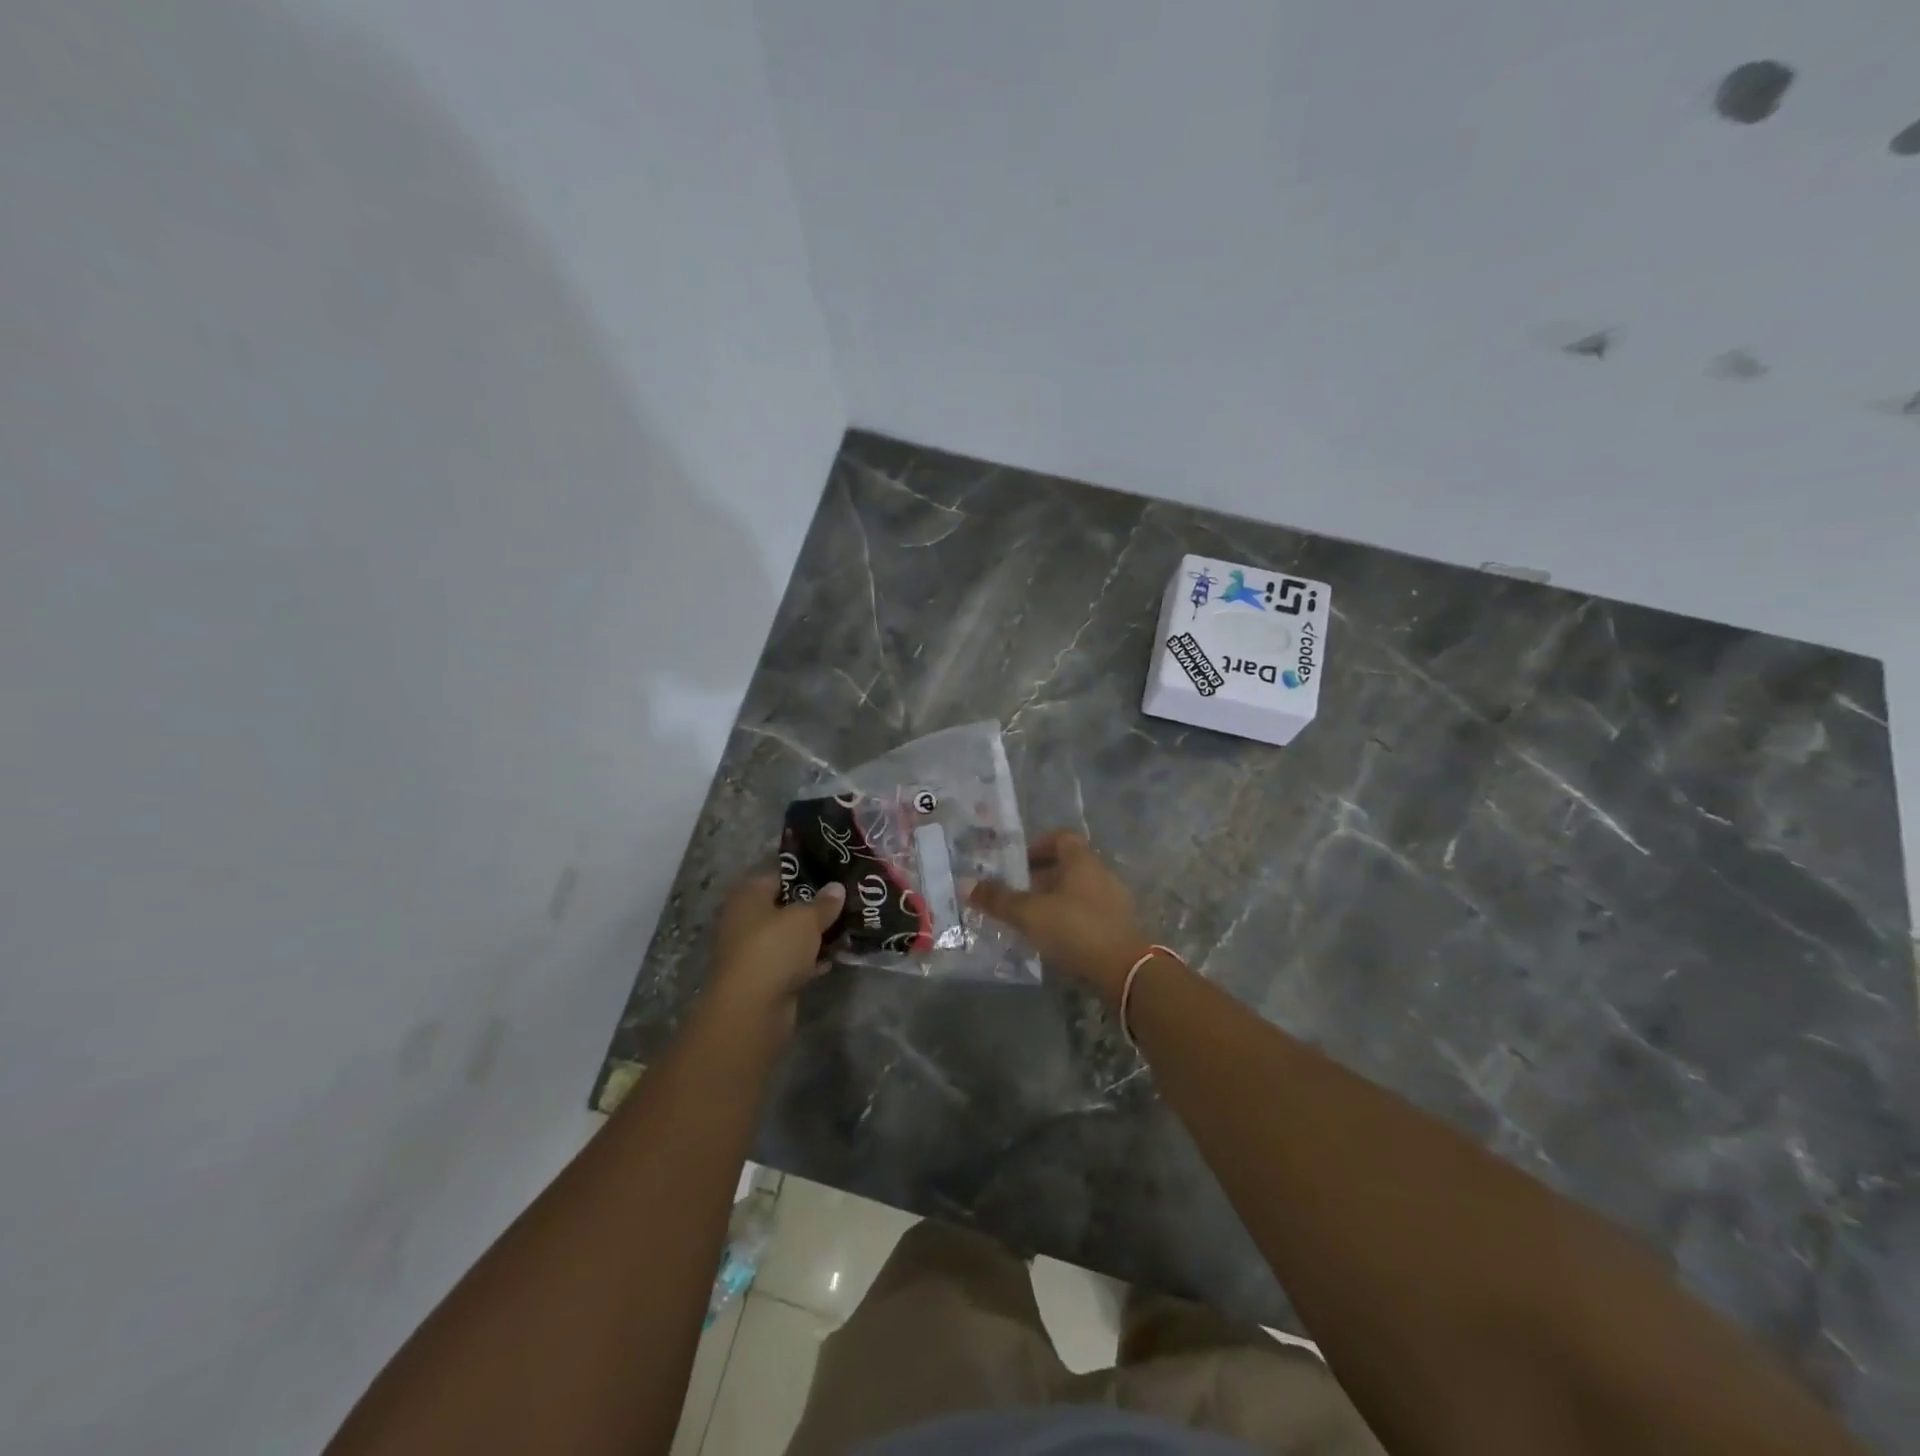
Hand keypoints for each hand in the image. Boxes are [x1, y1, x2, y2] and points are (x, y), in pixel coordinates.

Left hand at [699, 874, 845, 1040]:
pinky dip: (810, 960)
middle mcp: (746, 920)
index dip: (808, 874)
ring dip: (815, 935)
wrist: (750, 1010)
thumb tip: (836, 888)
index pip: (781, 875)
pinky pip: (792, 962)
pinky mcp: (764, 979)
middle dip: (815, 906)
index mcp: (748, 895)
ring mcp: (754, 951)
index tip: (837, 875)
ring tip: (848, 927)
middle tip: (848, 900)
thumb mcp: (806, 919)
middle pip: (786, 906)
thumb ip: (824, 903)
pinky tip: (835, 957)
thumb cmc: (774, 949)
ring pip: (791, 936)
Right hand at [970, 831, 1152, 1000]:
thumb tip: (966, 884)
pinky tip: (1054, 939)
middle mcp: (1102, 874)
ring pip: (1079, 891)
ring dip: (1055, 900)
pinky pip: (1089, 914)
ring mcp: (1115, 902)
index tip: (1018, 862)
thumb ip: (999, 899)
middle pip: (1069, 865)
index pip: (1062, 838)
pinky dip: (1070, 920)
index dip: (1039, 845)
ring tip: (1031, 919)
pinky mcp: (1120, 928)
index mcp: (1083, 861)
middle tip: (1016, 893)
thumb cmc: (1076, 929)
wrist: (1126, 971)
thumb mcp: (1030, 914)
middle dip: (1041, 876)